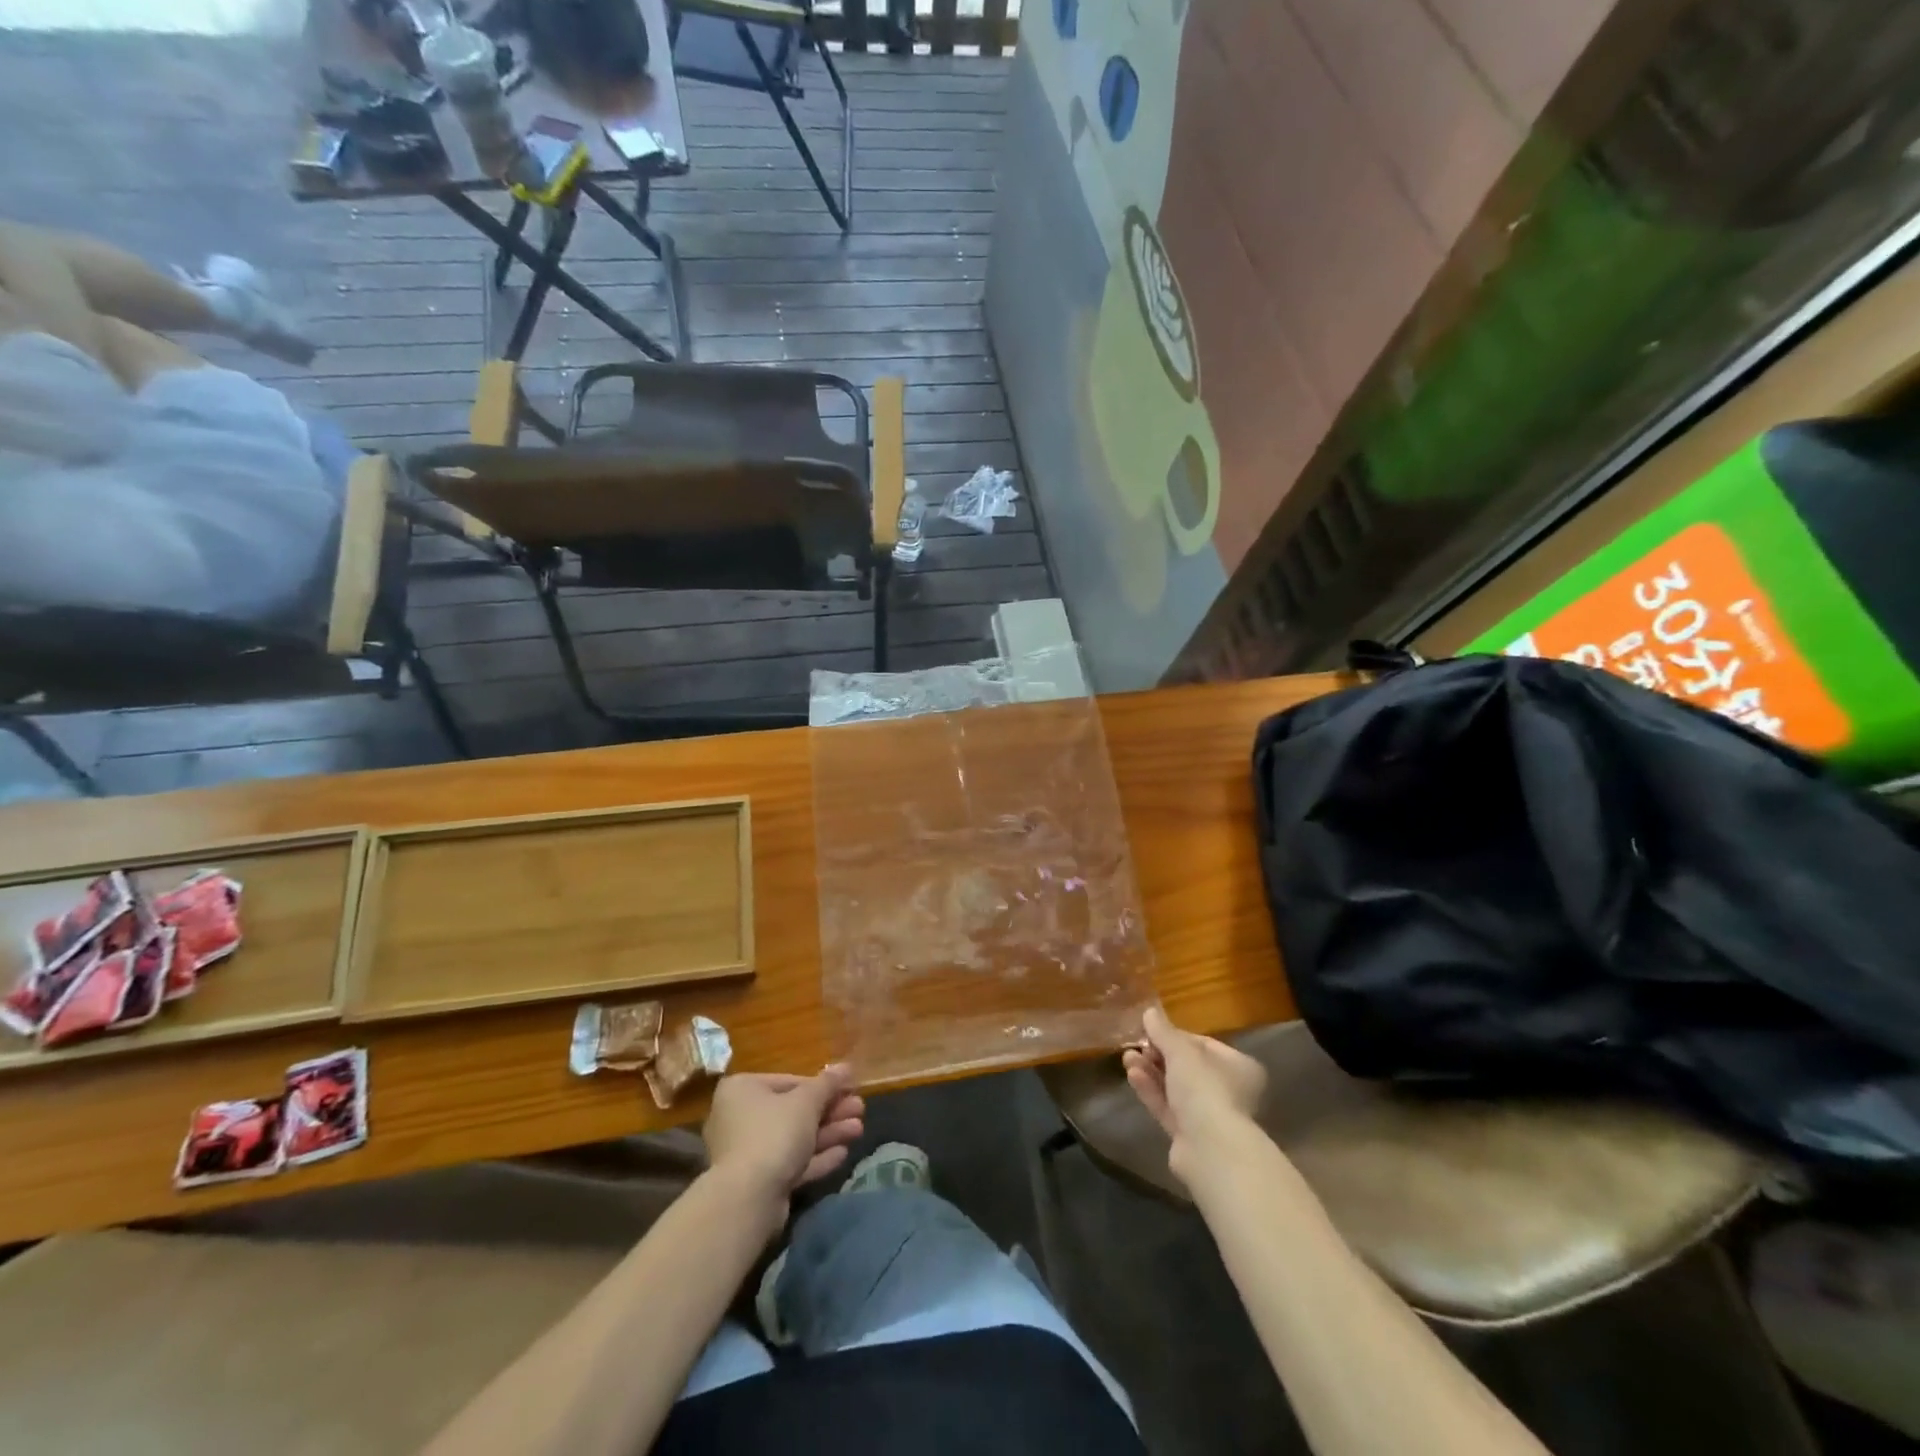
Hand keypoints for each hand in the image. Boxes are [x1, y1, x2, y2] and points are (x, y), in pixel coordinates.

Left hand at [702, 1066, 865, 1219]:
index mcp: (742, 1089)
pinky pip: (790, 1163)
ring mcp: (747, 1153)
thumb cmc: (774, 1134)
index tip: (850, 1089)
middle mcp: (739, 1118)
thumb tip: (845, 1066)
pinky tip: (842, 1154)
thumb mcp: (806, 1102)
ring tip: (859, 1130)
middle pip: (794, 1111)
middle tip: (860, 1110)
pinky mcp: (757, 1182)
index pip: (791, 1081)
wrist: (748, 1200)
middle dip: (830, 1112)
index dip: (824, 1086)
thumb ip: (828, 1083)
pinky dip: (815, 1158)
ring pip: (795, 1138)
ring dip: (828, 1133)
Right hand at [1122, 1007, 1265, 1184]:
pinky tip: (1132, 1076)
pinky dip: (1151, 1091)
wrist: (1210, 1150)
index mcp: (1238, 1067)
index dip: (1175, 1036)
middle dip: (1158, 1055)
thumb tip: (1149, 1012)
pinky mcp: (1190, 1136)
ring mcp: (1209, 1116)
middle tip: (1136, 1045)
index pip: (1203, 1044)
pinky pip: (1168, 1107)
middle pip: (1187, 1067)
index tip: (1151, 1031)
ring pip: (1175, 1088)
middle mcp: (1229, 1091)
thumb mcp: (1181, 1051)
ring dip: (1150, 1072)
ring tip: (1127, 1058)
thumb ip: (1163, 1031)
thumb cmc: (1205, 1088)